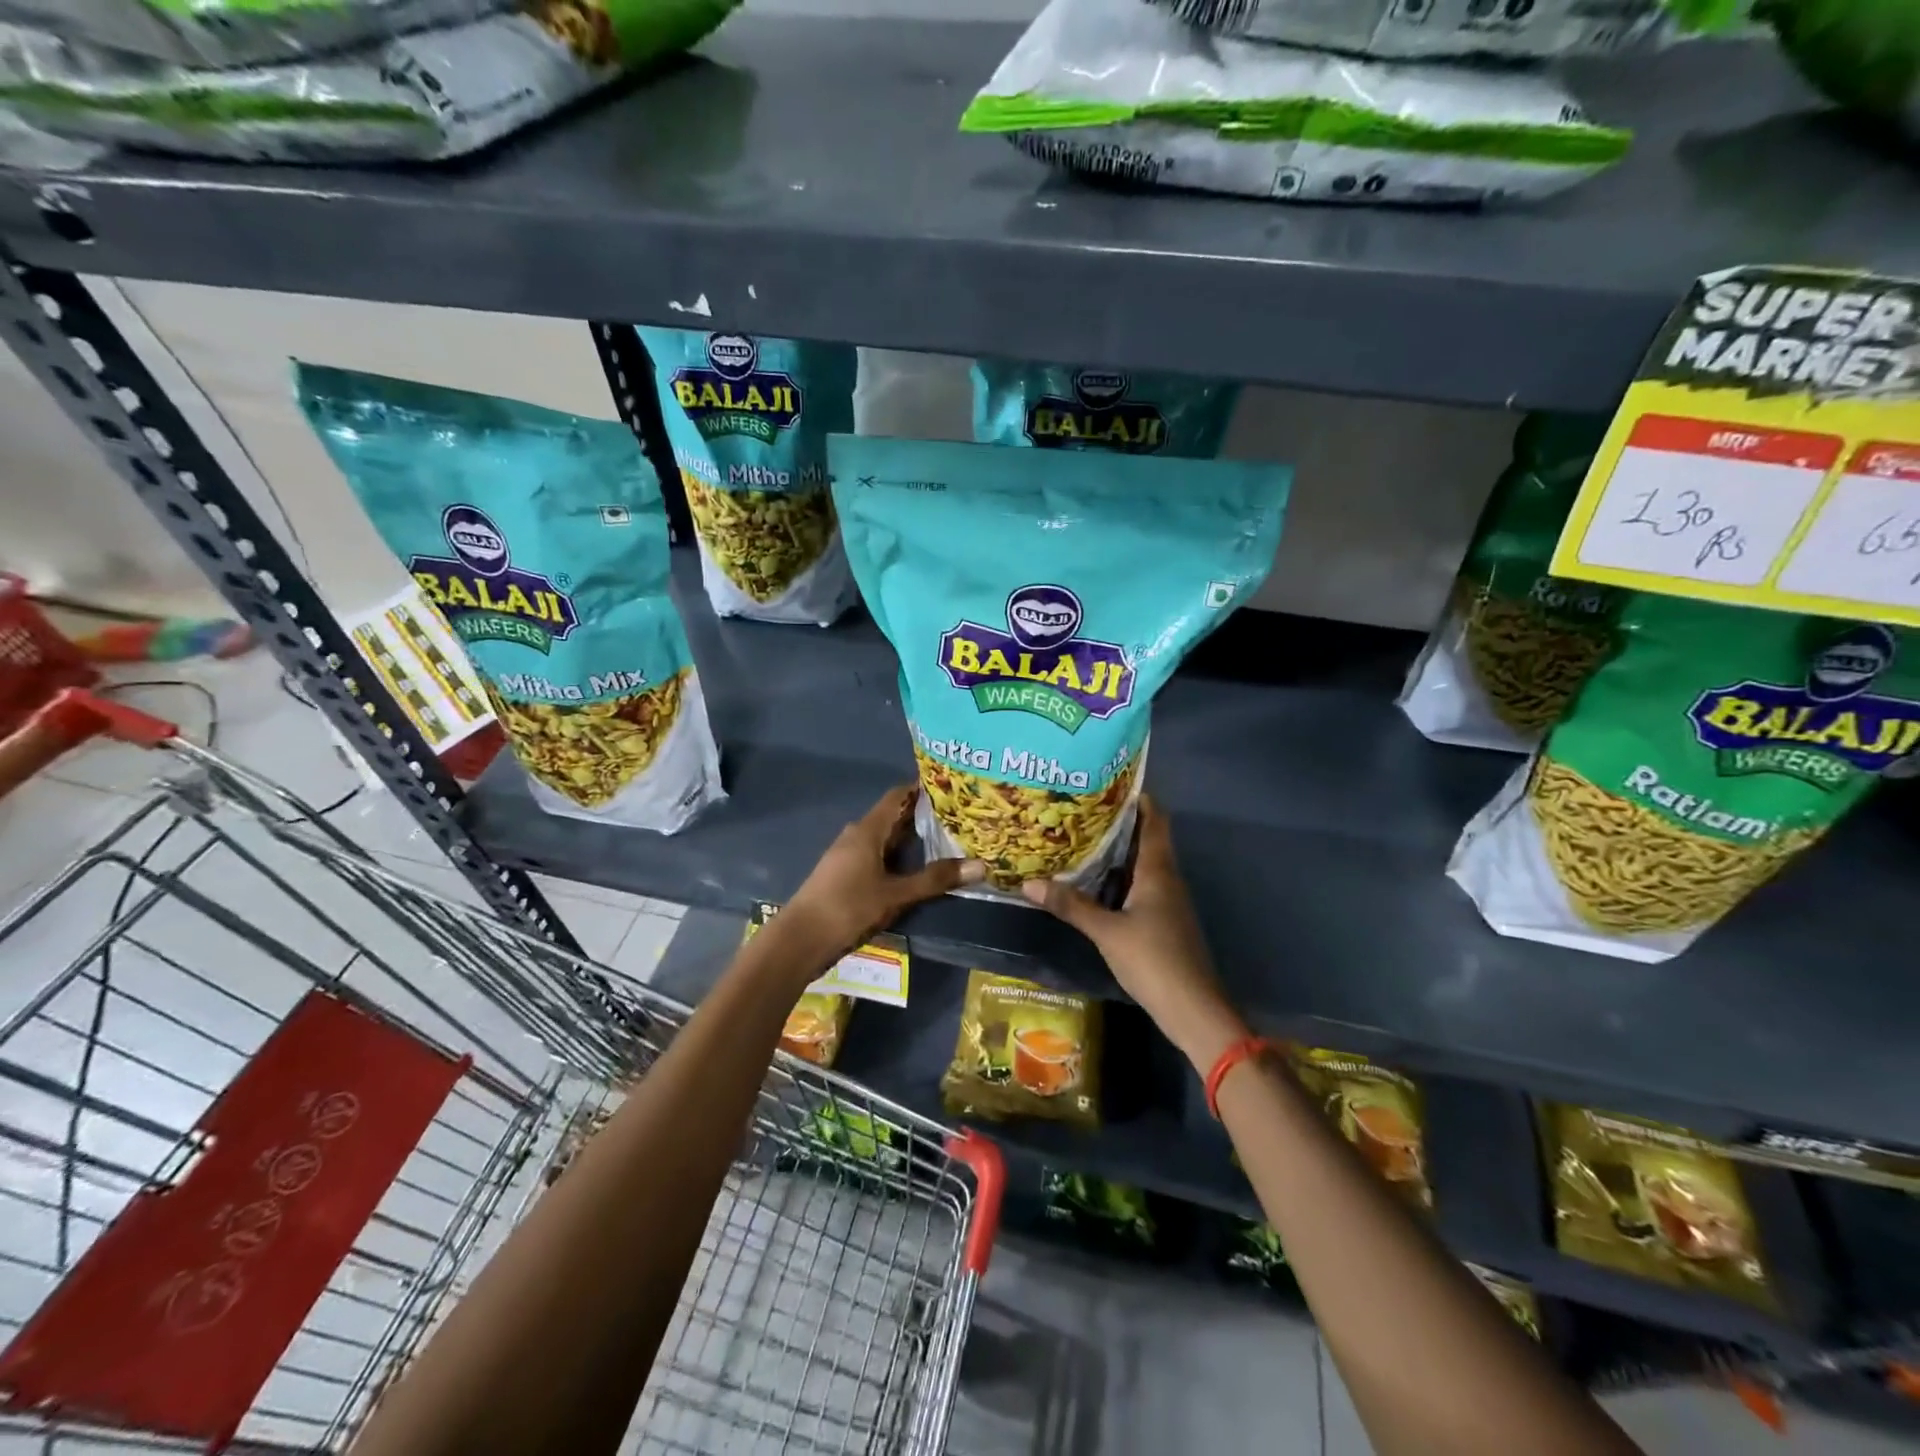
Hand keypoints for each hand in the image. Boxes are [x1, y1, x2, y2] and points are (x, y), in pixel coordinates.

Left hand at [775, 784, 983, 972]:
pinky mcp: (846, 875)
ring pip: (887, 839)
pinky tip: (918, 868)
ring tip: (948, 840)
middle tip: (961, 816)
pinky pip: (879, 856)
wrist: (799, 941)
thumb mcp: (896, 895)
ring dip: (913, 839)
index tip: (954, 787)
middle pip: (895, 817)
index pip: (899, 796)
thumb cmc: (847, 908)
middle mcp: (857, 835)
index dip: (924, 788)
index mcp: (868, 830)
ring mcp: (849, 856)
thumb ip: (935, 879)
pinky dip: (900, 857)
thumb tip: (981, 866)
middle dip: (925, 816)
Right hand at [1022, 796, 1246, 1071]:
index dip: (1138, 797)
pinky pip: (1139, 885)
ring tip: (1079, 837)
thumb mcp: (1107, 932)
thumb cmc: (1154, 960)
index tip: (1109, 781)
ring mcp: (1167, 901)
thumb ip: (1070, 906)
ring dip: (1116, 849)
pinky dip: (1118, 876)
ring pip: (1141, 863)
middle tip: (1080, 807)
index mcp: (1158, 871)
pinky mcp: (1162, 920)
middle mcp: (1166, 878)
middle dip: (1118, 821)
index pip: (1155, 820)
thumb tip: (1028, 883)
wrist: (1193, 1008)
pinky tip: (1093, 881)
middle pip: (1146, 838)